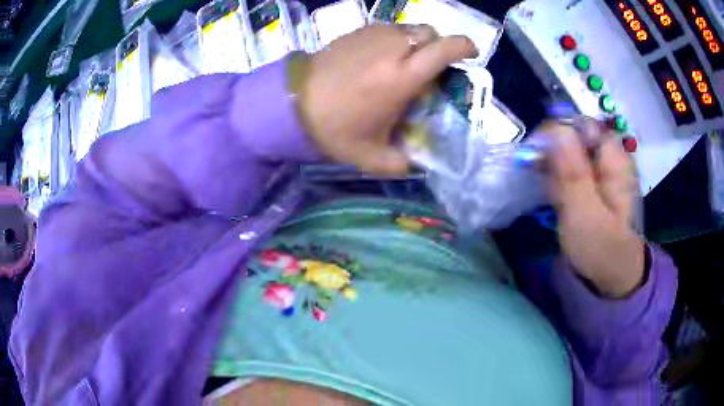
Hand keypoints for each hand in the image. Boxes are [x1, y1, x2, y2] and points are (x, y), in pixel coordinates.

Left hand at [298, 24, 476, 175]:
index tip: (471, 52)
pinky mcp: (356, 31)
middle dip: (438, 45)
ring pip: (408, 28)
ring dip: (415, 42)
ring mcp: (372, 36)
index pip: (444, 49)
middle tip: (432, 66)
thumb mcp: (371, 156)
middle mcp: (392, 49)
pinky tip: (380, 59)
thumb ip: (401, 163)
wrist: (290, 103)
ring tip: (404, 63)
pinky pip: (387, 29)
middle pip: (430, 33)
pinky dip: (394, 39)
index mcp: (402, 76)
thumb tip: (417, 163)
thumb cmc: (333, 129)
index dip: (464, 46)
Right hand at [543, 121, 645, 297]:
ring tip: (541, 184)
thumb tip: (555, 128)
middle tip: (536, 174)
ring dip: (551, 161)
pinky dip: (555, 172)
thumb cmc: (601, 249)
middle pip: (574, 135)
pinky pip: (569, 165)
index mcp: (614, 159)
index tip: (536, 153)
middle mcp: (608, 157)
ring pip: (569, 150)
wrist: (610, 277)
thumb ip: (572, 171)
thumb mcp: (585, 213)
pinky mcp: (591, 182)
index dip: (557, 132)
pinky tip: (549, 188)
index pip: (582, 125)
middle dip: (552, 149)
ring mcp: (600, 170)